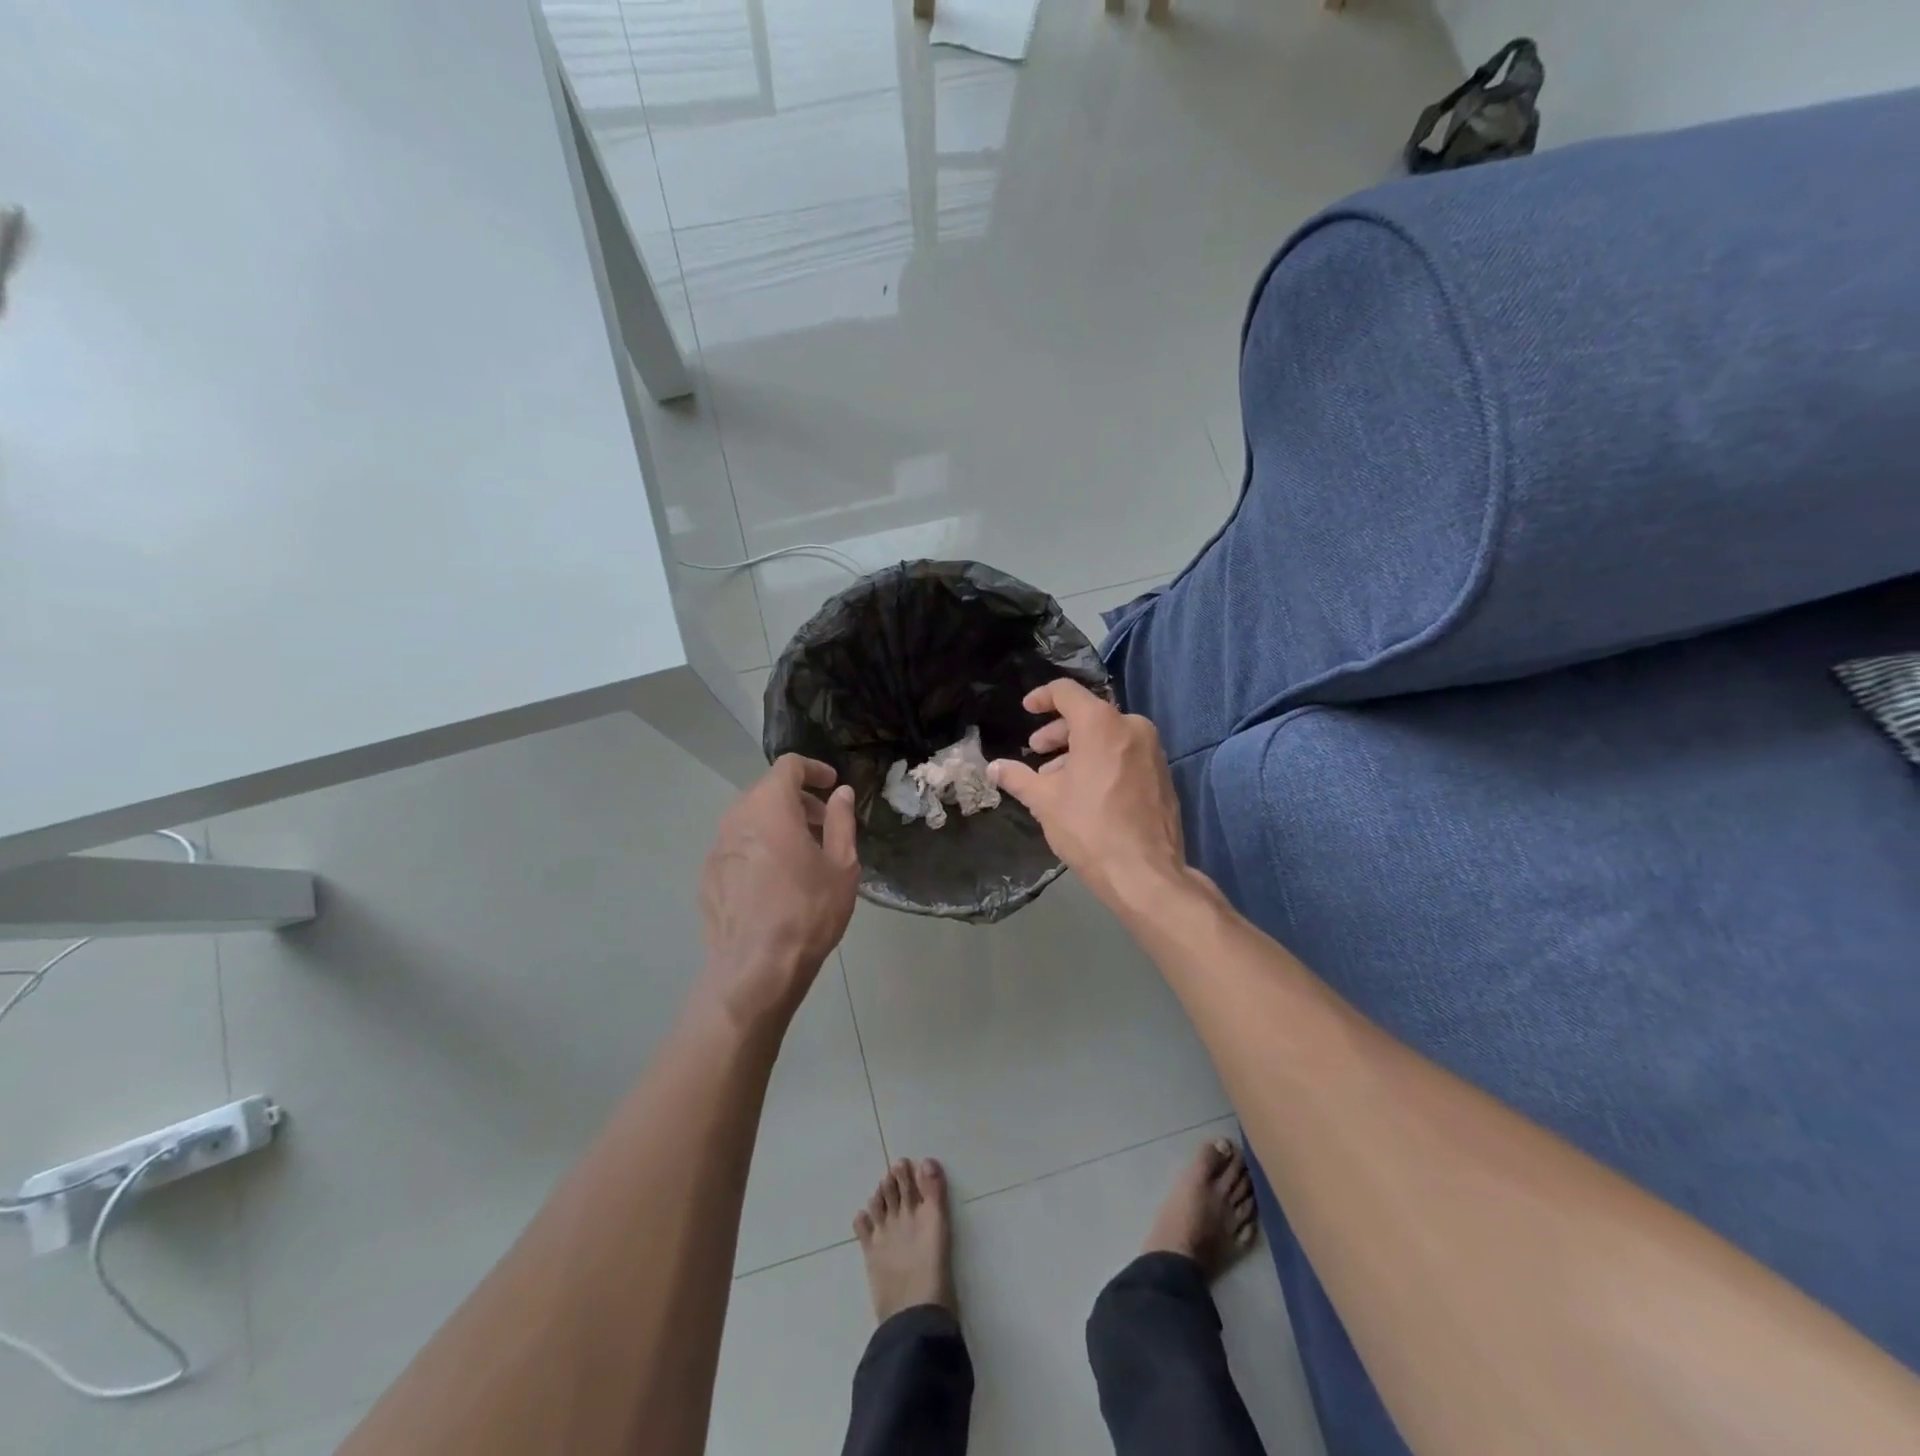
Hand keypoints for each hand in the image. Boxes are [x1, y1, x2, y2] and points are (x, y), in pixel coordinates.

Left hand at [697, 755, 858, 1028]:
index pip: (788, 766)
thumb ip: (841, 821)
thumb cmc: (808, 911)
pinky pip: (736, 848)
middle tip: (823, 824)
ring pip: (749, 820)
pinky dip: (758, 848)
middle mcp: (736, 819)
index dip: (813, 769)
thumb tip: (840, 794)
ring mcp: (716, 849)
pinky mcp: (708, 877)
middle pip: (766, 791)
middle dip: (797, 800)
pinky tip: (775, 881)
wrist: (756, 969)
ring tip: (802, 854)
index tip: (832, 785)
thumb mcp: (842, 865)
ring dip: (776, 824)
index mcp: (770, 807)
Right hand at [988, 679, 1186, 910]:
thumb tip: (993, 767)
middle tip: (1037, 751)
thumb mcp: (1044, 802)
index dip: (1042, 697)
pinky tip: (1087, 790)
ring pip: (1109, 736)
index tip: (1026, 709)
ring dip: (1079, 750)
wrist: (1145, 873)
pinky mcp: (1163, 774)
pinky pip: (1126, 754)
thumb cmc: (1089, 829)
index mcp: (1101, 724)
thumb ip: (1017, 777)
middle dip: (1058, 731)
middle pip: (1089, 715)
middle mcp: (1132, 727)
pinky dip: (1103, 761)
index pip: (1066, 692)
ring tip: (1057, 779)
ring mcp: (1153, 751)